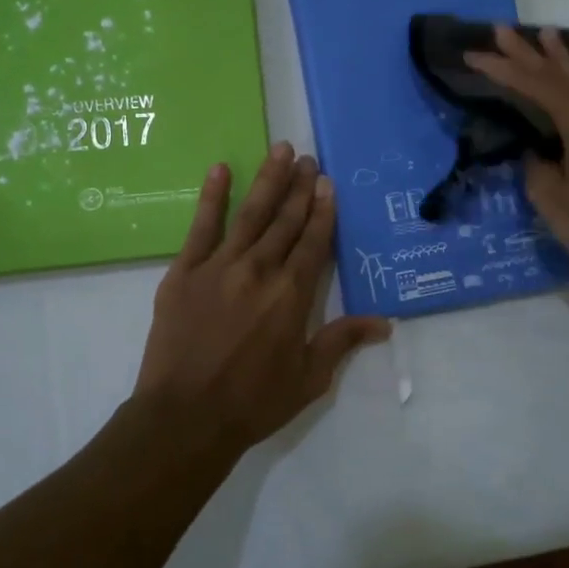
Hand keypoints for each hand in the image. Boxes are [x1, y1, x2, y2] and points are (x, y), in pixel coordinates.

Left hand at [133, 143, 390, 454]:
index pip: (313, 241)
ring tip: (281, 151)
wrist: (185, 417)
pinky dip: (212, 196)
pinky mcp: (184, 271)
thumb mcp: (309, 378)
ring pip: (251, 214)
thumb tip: (384, 322)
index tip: (327, 183)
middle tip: (308, 159)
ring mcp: (219, 266)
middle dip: (300, 187)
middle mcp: (260, 270)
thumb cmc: (253, 402)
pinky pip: (201, 226)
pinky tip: (220, 170)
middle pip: (285, 220)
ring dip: (268, 180)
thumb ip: (342, 341)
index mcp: (292, 294)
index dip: (323, 210)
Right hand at [465, 26, 568, 298]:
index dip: (500, 69)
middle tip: (501, 29)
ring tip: (545, 33)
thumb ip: (536, 169)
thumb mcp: (554, 201)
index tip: (472, 55)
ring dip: (561, 56)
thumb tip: (536, 153)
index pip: (532, 84)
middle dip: (527, 52)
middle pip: (558, 73)